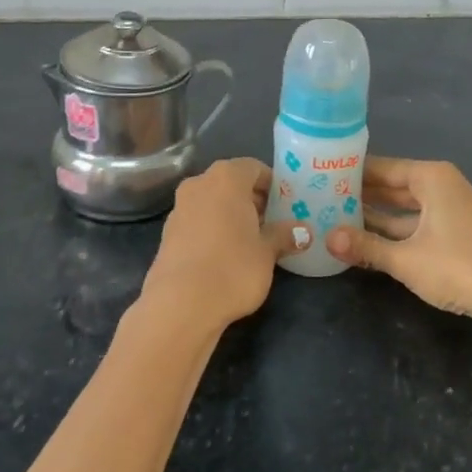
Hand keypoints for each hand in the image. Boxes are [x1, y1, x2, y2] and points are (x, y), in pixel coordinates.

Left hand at [142, 158, 299, 330]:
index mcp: (226, 177)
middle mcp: (199, 183)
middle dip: (252, 200)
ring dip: (231, 214)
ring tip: (251, 241)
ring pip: (212, 201)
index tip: (286, 205)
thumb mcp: (267, 252)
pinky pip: (198, 220)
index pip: (254, 168)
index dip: (272, 184)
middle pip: (231, 182)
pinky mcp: (168, 232)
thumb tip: (303, 231)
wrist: (180, 304)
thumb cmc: (233, 267)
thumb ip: (284, 235)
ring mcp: (179, 207)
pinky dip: (213, 228)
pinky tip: (225, 255)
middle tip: (272, 223)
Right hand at [324, 158, 471, 324]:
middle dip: (359, 195)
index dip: (349, 173)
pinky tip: (366, 240)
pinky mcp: (454, 231)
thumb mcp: (406, 259)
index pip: (380, 167)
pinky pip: (414, 223)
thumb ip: (365, 246)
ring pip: (402, 207)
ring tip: (334, 218)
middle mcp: (440, 185)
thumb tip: (326, 239)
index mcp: (430, 177)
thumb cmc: (459, 267)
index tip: (318, 175)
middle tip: (319, 198)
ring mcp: (449, 209)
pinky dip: (392, 231)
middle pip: (391, 185)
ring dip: (373, 216)